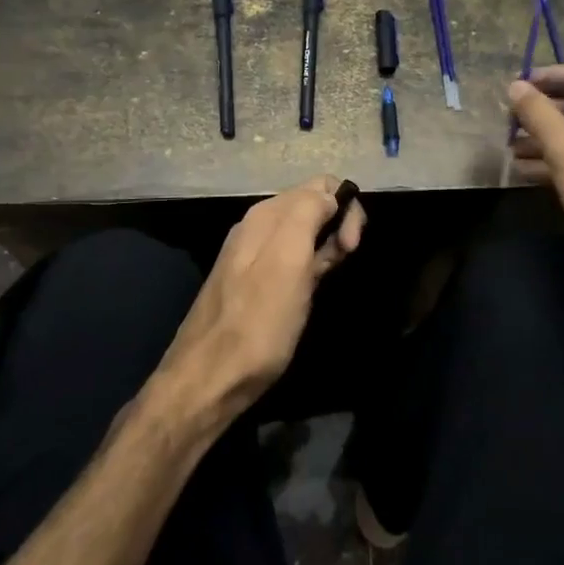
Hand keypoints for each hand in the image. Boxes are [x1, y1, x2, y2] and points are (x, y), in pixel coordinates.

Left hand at [158, 175, 366, 419]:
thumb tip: (330, 195)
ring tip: (334, 274)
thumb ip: (308, 214)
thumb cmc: (258, 322)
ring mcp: (255, 255)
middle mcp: (258, 227)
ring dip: (329, 244)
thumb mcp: (288, 260)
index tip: (353, 245)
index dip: (345, 207)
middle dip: (339, 223)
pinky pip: (294, 258)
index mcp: (266, 215)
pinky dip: (313, 263)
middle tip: (348, 258)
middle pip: (312, 205)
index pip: (319, 185)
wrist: (210, 379)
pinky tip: (317, 284)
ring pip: (305, 232)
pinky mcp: (258, 283)